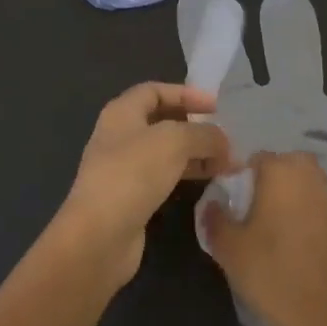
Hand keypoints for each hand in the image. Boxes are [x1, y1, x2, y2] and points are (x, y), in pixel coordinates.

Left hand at [50, 82, 231, 289]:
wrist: (100, 235)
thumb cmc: (133, 174)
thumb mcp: (175, 141)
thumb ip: (204, 134)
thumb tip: (223, 142)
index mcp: (122, 113)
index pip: (155, 91)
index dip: (186, 94)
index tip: (216, 107)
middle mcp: (119, 136)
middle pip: (162, 121)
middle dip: (195, 126)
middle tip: (225, 136)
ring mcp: (123, 168)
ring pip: (165, 151)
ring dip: (195, 153)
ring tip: (226, 162)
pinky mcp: (131, 197)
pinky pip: (164, 176)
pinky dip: (186, 174)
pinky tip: (208, 180)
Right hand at [200, 151, 326, 325]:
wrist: (323, 313)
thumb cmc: (271, 272)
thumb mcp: (228, 247)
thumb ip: (215, 218)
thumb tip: (213, 203)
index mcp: (281, 171)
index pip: (255, 159)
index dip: (241, 179)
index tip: (232, 204)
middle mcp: (309, 175)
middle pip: (283, 165)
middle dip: (268, 181)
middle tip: (251, 213)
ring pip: (303, 182)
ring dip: (288, 194)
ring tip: (271, 226)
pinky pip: (317, 202)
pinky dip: (304, 211)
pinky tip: (292, 239)